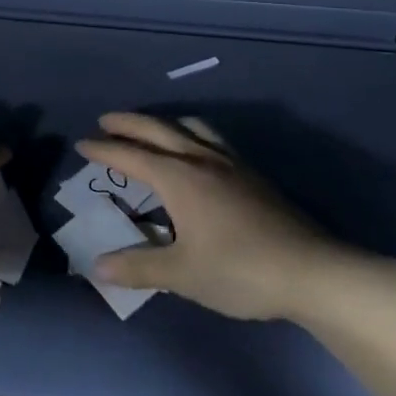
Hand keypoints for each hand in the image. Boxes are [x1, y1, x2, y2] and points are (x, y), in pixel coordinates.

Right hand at [77, 113, 374, 321]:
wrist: (312, 272)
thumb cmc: (239, 270)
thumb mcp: (182, 274)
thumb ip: (139, 268)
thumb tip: (98, 267)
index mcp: (179, 178)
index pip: (131, 156)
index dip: (104, 149)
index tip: (83, 143)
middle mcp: (201, 160)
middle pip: (158, 130)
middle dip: (129, 123)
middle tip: (106, 120)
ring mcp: (231, 165)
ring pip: (191, 128)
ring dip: (164, 123)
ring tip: (152, 129)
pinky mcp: (253, 176)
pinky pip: (212, 140)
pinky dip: (191, 135)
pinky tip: (197, 155)